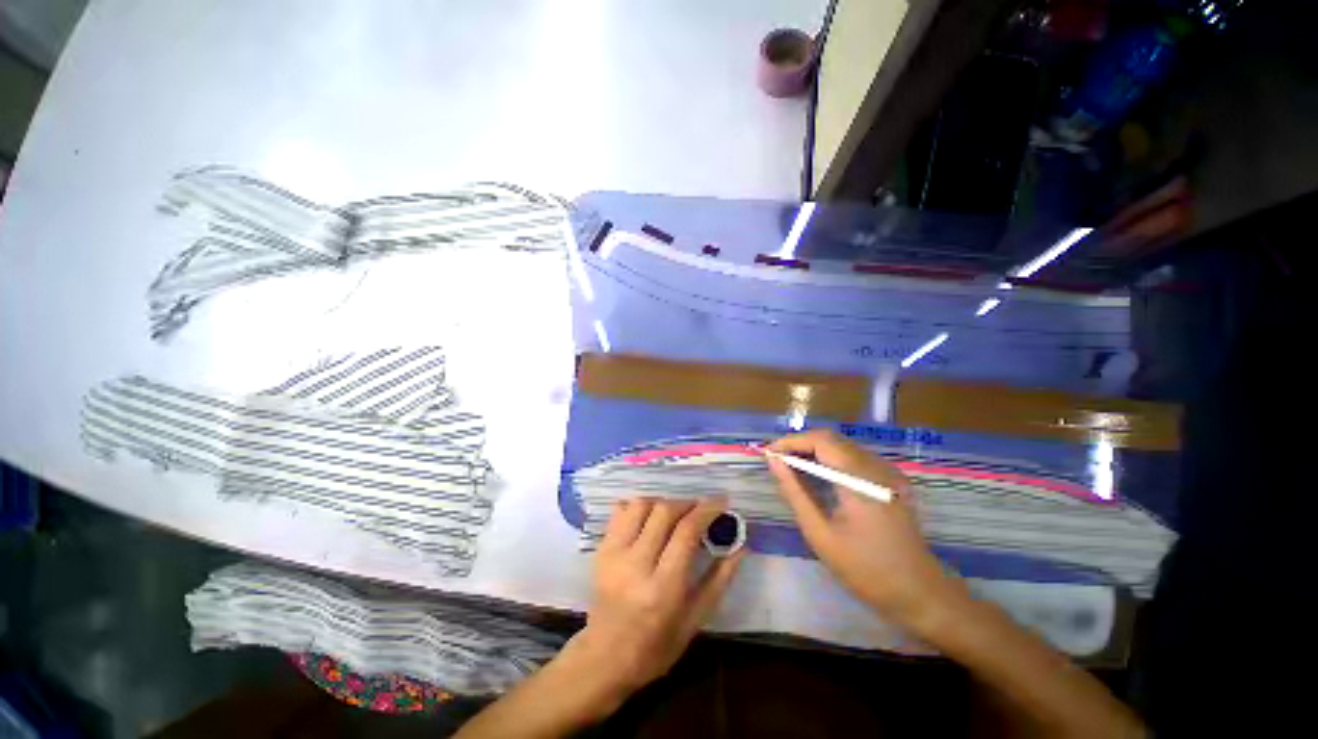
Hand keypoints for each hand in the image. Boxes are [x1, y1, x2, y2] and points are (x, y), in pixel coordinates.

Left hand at [567, 498, 744, 699]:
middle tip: (699, 509)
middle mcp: (636, 564)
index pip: (686, 531)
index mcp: (664, 587)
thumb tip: (742, 547)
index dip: (707, 510)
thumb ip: (720, 579)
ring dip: (662, 502)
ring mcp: (614, 554)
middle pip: (664, 512)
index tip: (721, 501)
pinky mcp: (601, 549)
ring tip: (675, 512)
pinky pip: (620, 512)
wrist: (605, 656)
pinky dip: (638, 506)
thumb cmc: (657, 645)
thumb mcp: (695, 619)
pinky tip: (649, 516)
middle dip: (687, 503)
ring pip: (640, 505)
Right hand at [767, 430, 957, 630]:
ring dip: (814, 451)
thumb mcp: (820, 533)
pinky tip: (818, 476)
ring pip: (842, 446)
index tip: (769, 453)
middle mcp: (876, 467)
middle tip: (777, 461)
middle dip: (800, 445)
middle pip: (831, 439)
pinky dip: (830, 460)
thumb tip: (773, 461)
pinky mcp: (891, 480)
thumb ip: (794, 492)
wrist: (920, 593)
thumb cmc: (865, 569)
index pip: (820, 440)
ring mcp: (887, 472)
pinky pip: (854, 458)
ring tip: (791, 467)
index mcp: (860, 479)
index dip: (791, 441)